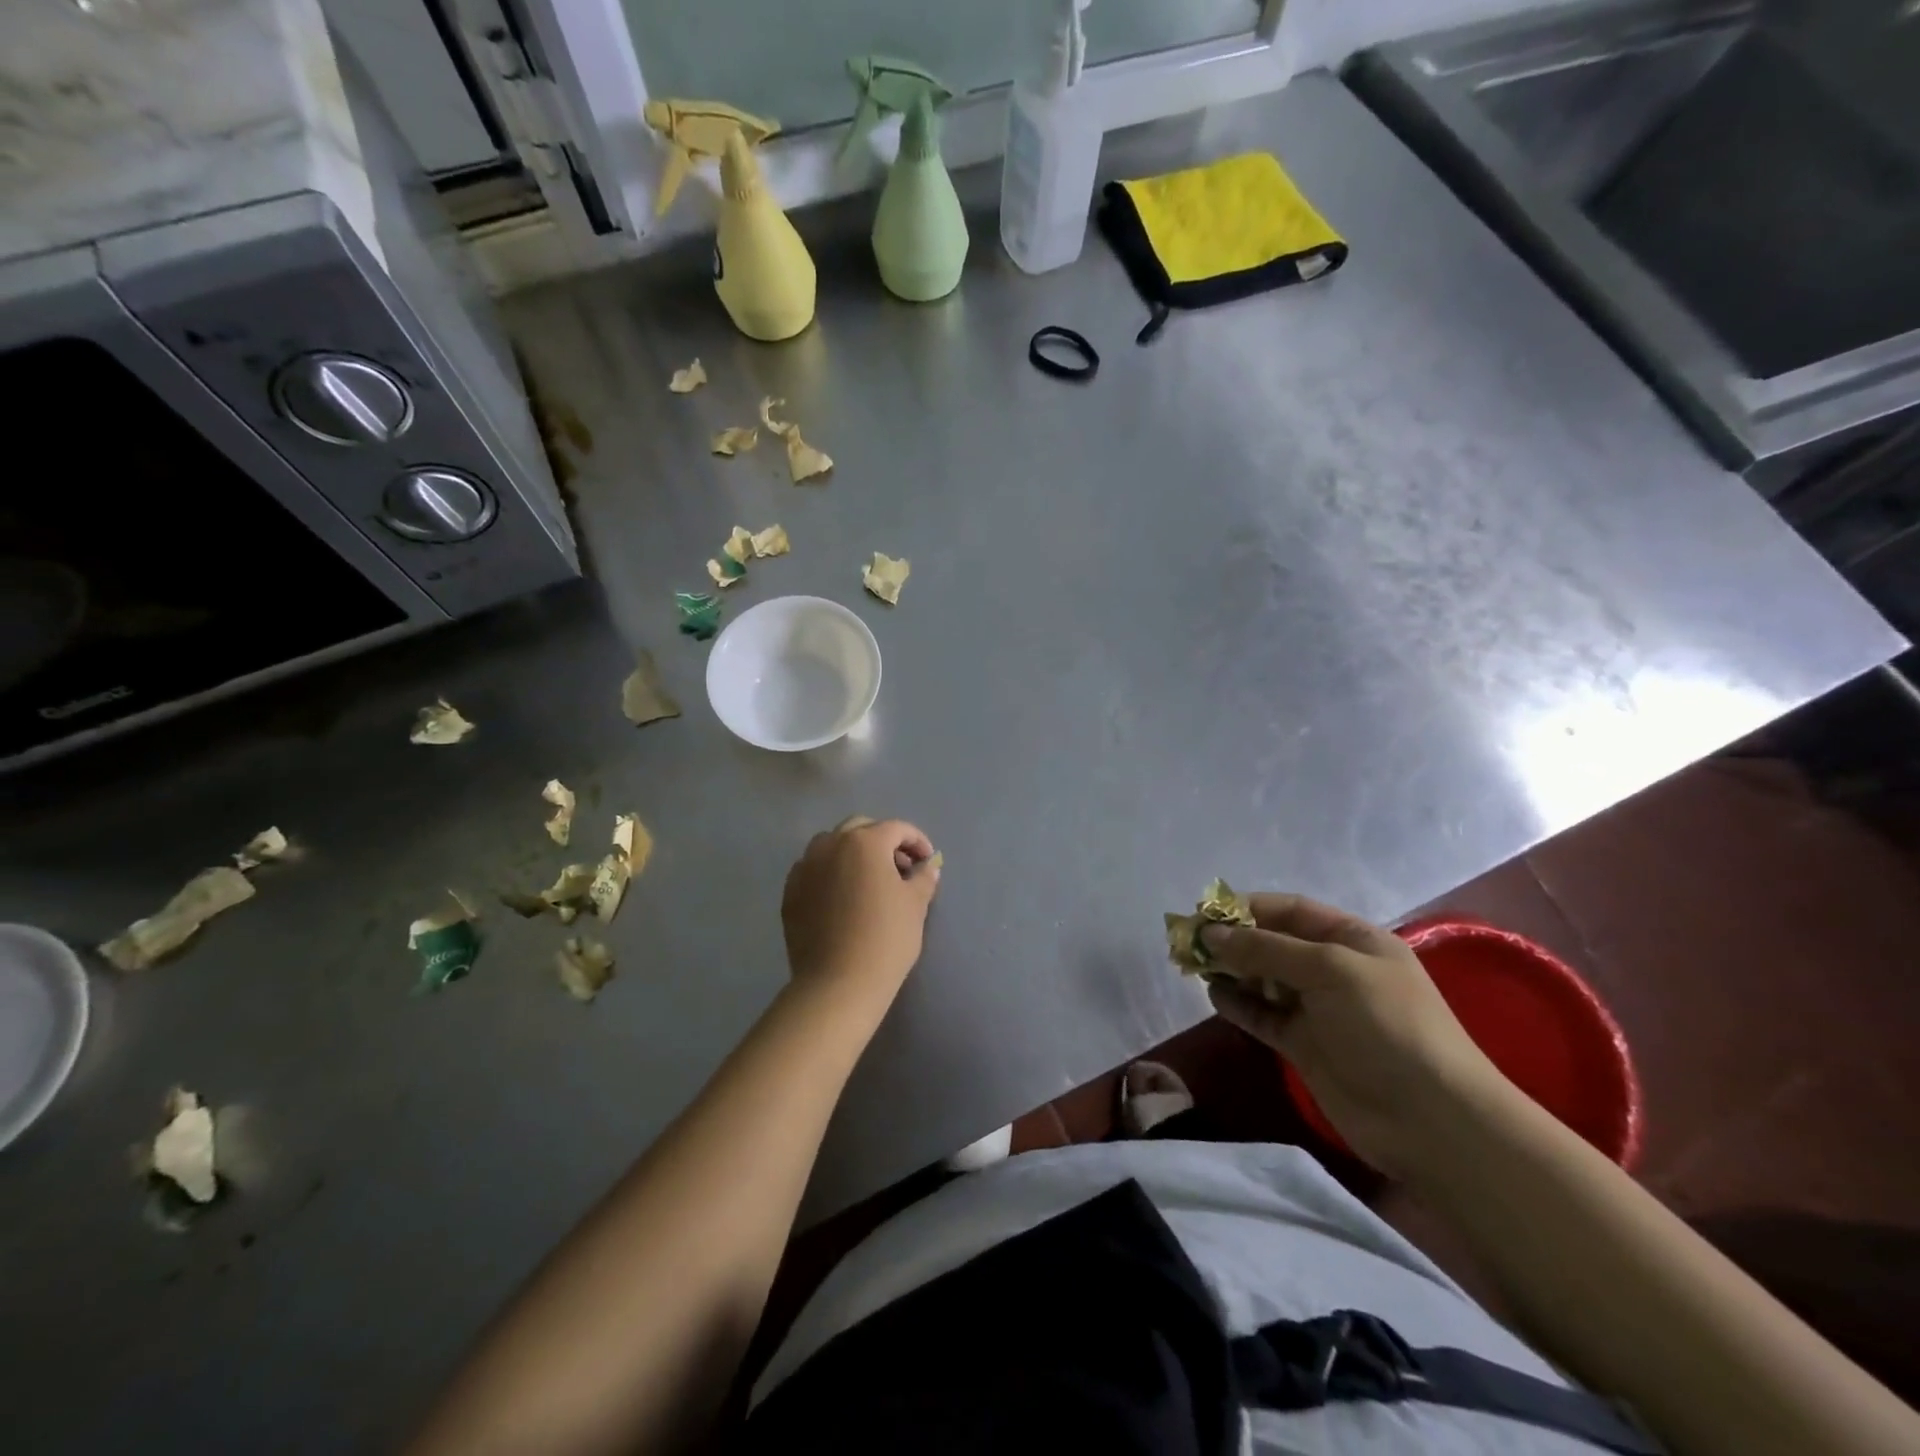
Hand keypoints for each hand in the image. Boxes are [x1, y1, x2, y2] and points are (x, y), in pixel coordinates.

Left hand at [781, 817, 939, 1004]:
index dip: (917, 841)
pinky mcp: (790, 892)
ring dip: (853, 852)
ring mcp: (805, 867)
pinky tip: (842, 896)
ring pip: (831, 845)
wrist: (838, 983)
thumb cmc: (885, 938)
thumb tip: (928, 866)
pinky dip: (830, 872)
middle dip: (883, 840)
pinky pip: (813, 869)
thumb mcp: (915, 905)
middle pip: (860, 828)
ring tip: (869, 879)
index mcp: (865, 842)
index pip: (897, 829)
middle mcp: (831, 845)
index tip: (928, 861)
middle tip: (900, 866)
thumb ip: (923, 878)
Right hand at [1202, 895, 1516, 1178]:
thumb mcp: (1329, 970)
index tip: (1205, 912)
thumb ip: (1266, 949)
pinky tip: (1214, 996)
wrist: (1432, 1120)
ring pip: (1263, 979)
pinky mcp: (1305, 1045)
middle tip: (1190, 942)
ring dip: (1231, 970)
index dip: (1248, 908)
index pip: (1290, 911)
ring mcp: (1319, 1010)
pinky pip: (1263, 1015)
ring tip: (1195, 968)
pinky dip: (1238, 1004)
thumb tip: (1211, 933)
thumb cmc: (1387, 1026)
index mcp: (1352, 940)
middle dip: (1233, 939)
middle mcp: (1333, 969)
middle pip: (1273, 943)